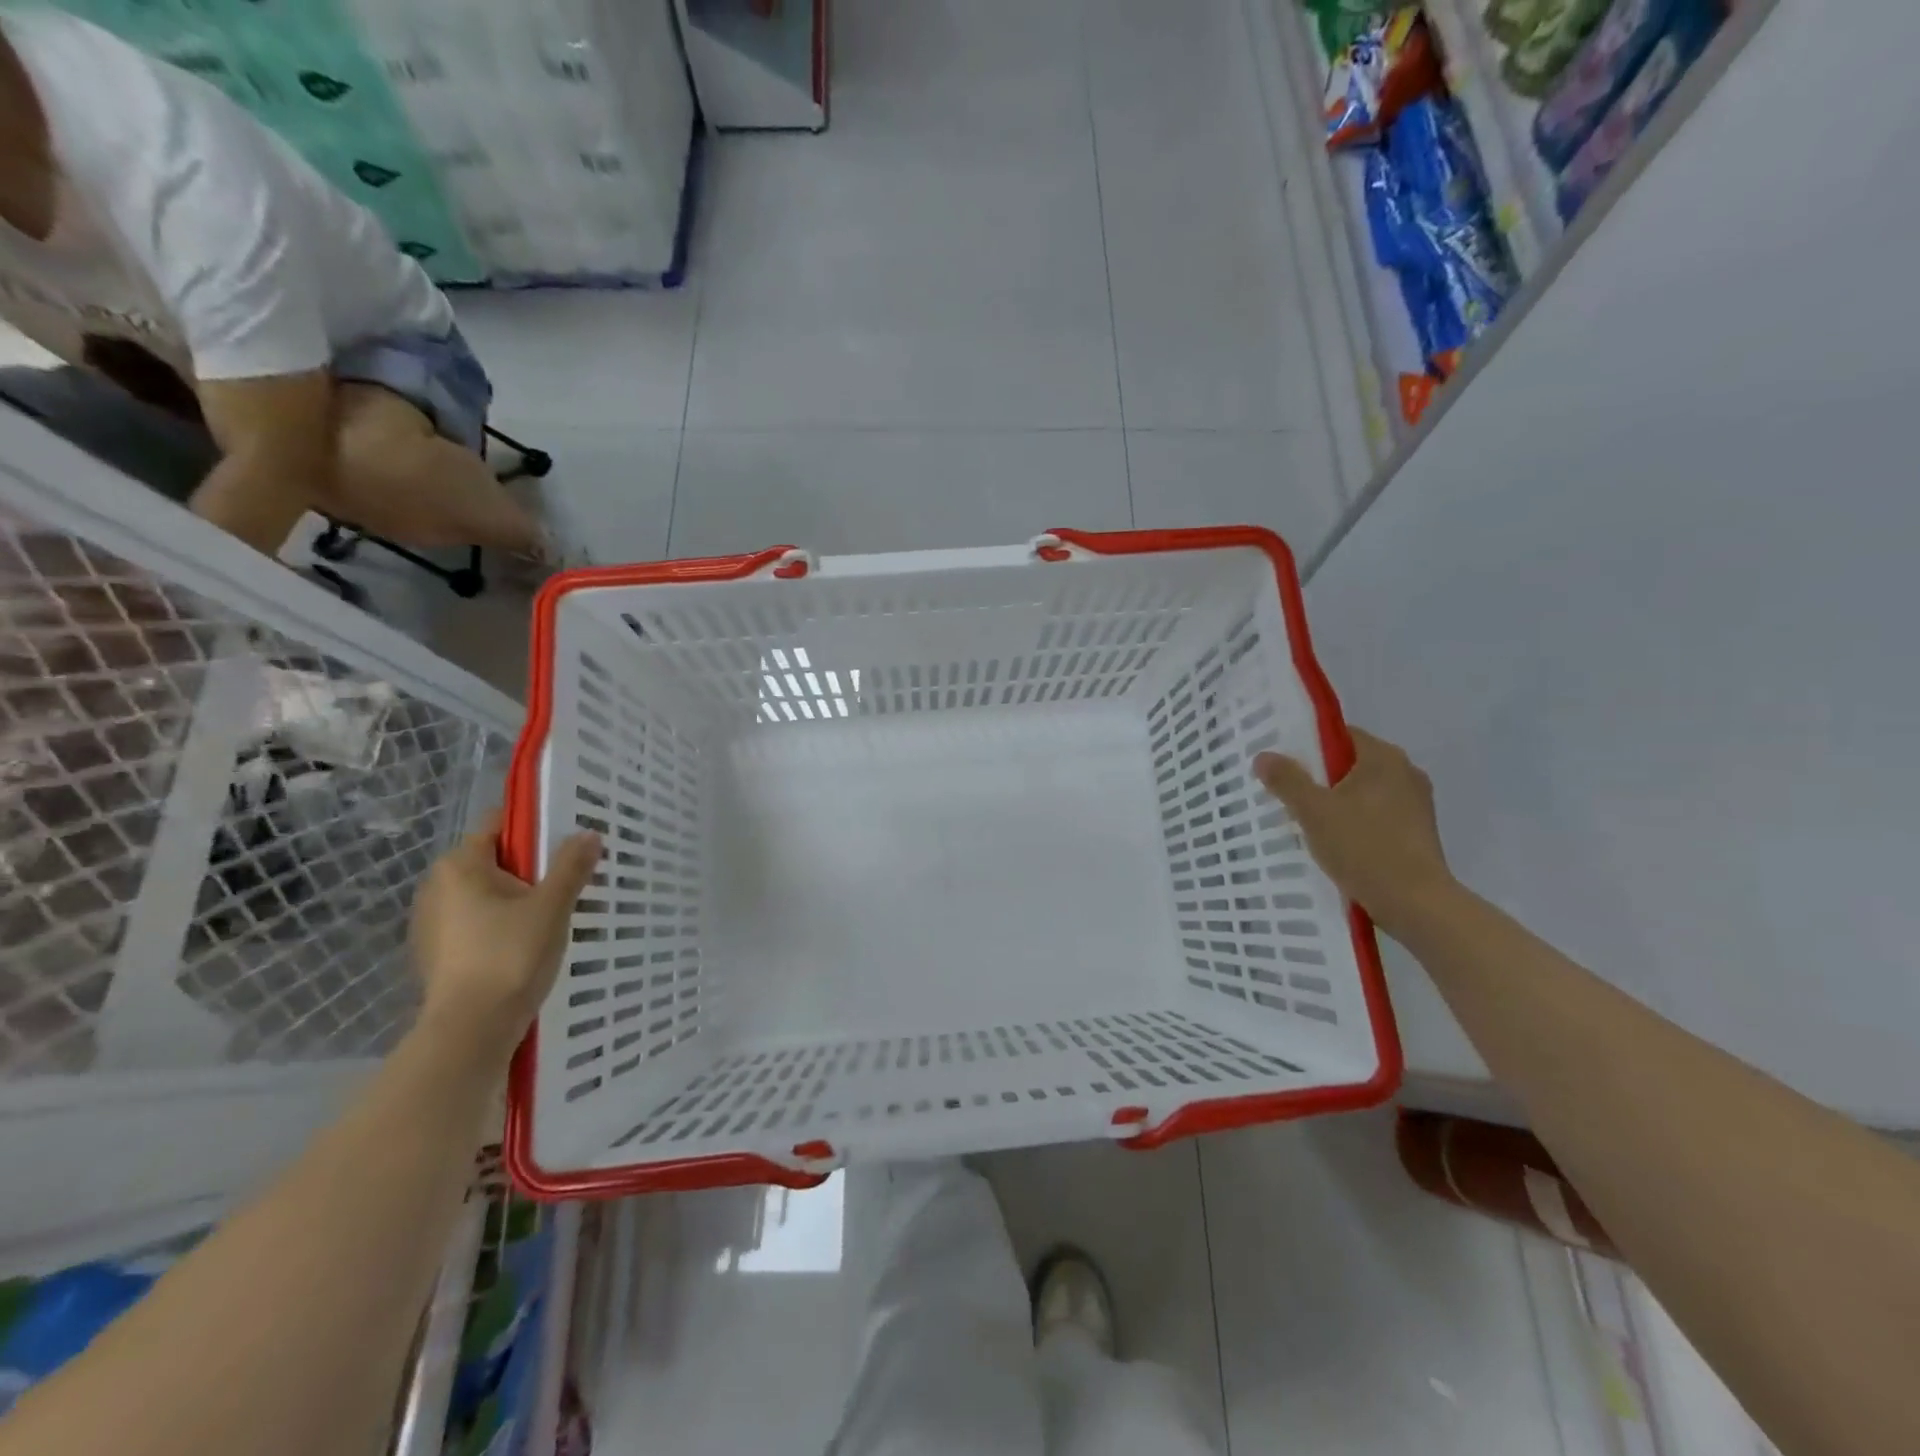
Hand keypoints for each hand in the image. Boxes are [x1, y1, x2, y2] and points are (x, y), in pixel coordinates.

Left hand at [409, 809, 600, 1056]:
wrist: (471, 1030)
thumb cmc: (510, 955)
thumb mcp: (552, 906)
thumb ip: (571, 866)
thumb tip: (588, 834)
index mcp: (460, 866)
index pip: (497, 824)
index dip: (533, 825)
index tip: (565, 838)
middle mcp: (436, 887)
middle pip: (491, 860)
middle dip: (528, 866)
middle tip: (567, 879)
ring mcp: (431, 923)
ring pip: (483, 895)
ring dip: (514, 898)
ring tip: (552, 914)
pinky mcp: (435, 954)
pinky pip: (474, 923)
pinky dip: (499, 925)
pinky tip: (525, 944)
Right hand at [1253, 728, 1453, 934]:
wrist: (1415, 903)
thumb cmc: (1363, 847)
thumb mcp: (1313, 811)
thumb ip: (1287, 780)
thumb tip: (1264, 756)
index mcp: (1384, 757)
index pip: (1340, 735)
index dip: (1308, 745)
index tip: (1284, 765)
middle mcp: (1406, 772)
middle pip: (1351, 763)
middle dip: (1319, 777)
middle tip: (1287, 794)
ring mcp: (1416, 804)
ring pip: (1364, 791)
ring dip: (1336, 801)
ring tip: (1306, 821)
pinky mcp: (1418, 832)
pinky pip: (1376, 814)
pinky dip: (1355, 821)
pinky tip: (1335, 842)